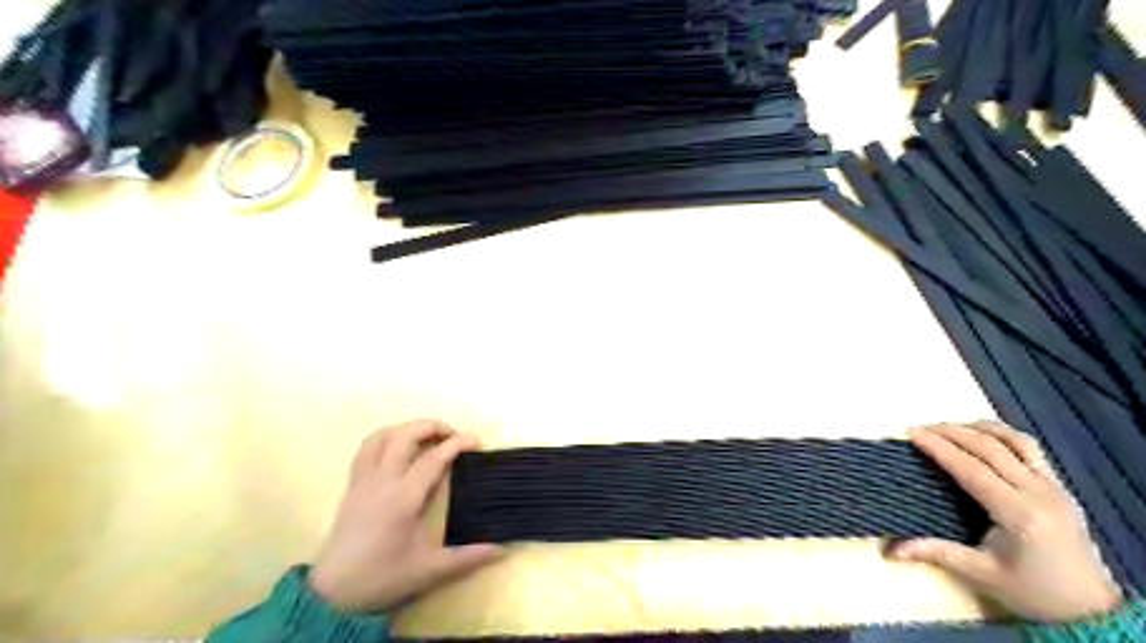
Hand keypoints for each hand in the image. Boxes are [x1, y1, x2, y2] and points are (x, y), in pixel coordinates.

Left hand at [309, 421, 503, 611]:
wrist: (332, 593)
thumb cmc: (382, 577)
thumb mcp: (428, 570)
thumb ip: (466, 557)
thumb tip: (502, 550)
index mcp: (402, 498)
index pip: (433, 459)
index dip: (456, 444)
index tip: (476, 440)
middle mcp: (382, 481)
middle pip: (404, 435)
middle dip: (432, 426)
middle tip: (453, 435)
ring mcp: (363, 480)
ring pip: (382, 436)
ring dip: (407, 428)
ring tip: (427, 436)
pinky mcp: (352, 485)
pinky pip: (367, 448)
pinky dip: (386, 437)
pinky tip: (399, 447)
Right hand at [889, 423, 1124, 621]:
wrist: (1091, 610)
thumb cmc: (1033, 592)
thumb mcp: (982, 575)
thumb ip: (937, 553)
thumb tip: (892, 550)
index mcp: (1019, 514)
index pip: (971, 468)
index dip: (939, 447)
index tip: (912, 433)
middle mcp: (1038, 493)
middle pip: (990, 448)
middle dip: (951, 432)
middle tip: (920, 428)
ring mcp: (1054, 487)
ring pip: (1014, 441)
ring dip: (978, 429)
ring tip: (949, 427)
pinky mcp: (1059, 487)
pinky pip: (1031, 449)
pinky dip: (1003, 435)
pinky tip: (983, 436)